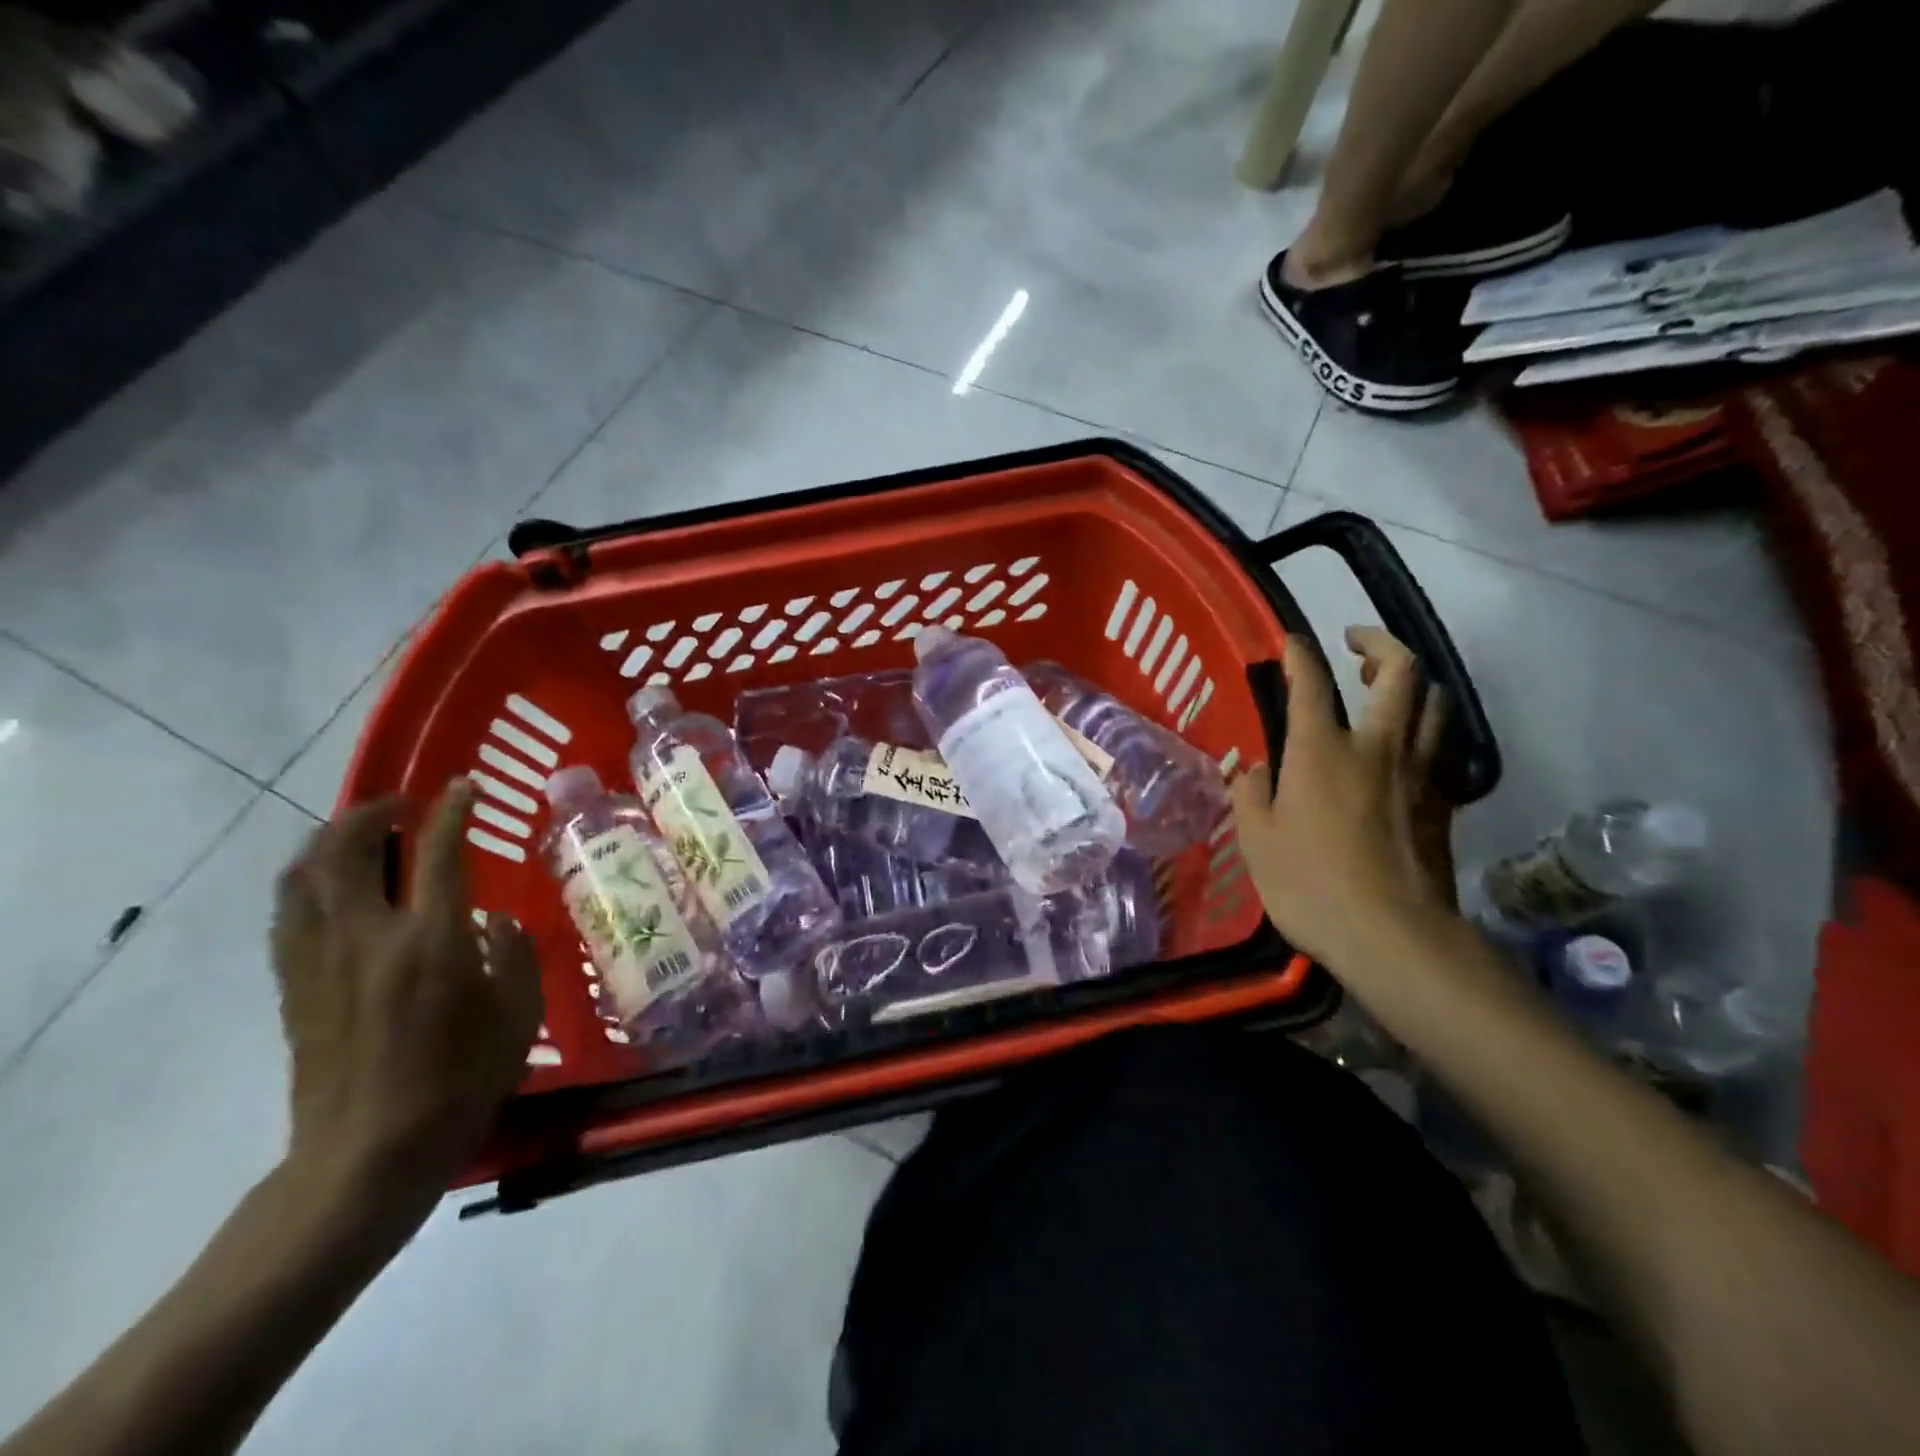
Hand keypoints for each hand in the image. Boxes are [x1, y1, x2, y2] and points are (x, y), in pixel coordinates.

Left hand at [270, 781, 542, 1217]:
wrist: (367, 1154)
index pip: (438, 852)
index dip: (453, 809)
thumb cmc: (460, 1082)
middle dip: (371, 813)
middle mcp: (368, 937)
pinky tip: (332, 888)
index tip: (466, 786)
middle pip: (346, 849)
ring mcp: (320, 960)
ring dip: (329, 841)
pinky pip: (289, 913)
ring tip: (360, 836)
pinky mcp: (293, 986)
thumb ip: (515, 956)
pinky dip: (307, 882)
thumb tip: (494, 921)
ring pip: (304, 876)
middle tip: (401, 806)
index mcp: (432, 941)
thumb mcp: (518, 1016)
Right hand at [1230, 627, 1451, 970]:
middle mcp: (1377, 746)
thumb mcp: (1255, 841)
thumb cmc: (1309, 884)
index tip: (1290, 643)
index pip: (1311, 682)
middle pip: (1399, 671)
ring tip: (1386, 689)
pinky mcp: (1443, 800)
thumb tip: (1256, 768)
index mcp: (1322, 750)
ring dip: (1410, 683)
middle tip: (1356, 645)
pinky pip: (1441, 745)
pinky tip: (1406, 746)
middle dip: (1379, 644)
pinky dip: (1425, 729)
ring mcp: (1418, 771)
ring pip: (1434, 702)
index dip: (1299, 654)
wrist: (1392, 935)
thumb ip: (1251, 794)